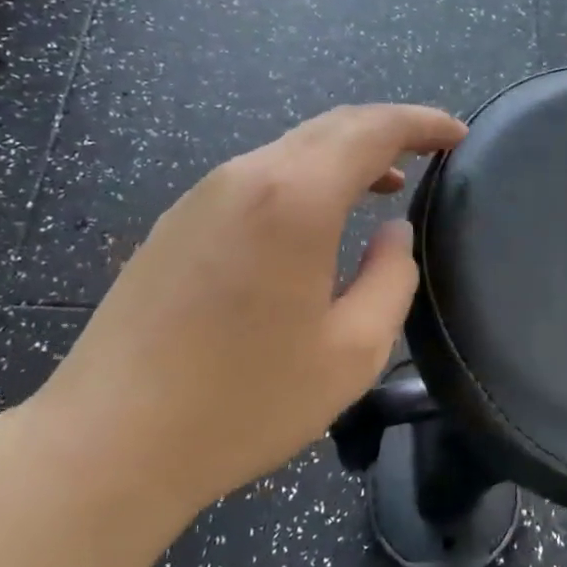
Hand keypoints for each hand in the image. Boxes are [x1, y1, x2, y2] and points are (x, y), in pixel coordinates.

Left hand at [21, 104, 466, 527]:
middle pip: (330, 127)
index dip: (422, 123)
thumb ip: (391, 279)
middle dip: (387, 131)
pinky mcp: (176, 223)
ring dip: (344, 156)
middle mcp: (245, 177)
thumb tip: (392, 234)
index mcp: (295, 198)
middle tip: (428, 153)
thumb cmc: (245, 402)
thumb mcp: (351, 352)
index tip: (458, 136)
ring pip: (290, 149)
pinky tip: (315, 220)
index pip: (373, 129)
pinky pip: (257, 178)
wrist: (108, 443)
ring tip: (383, 186)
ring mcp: (202, 197)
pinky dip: (303, 179)